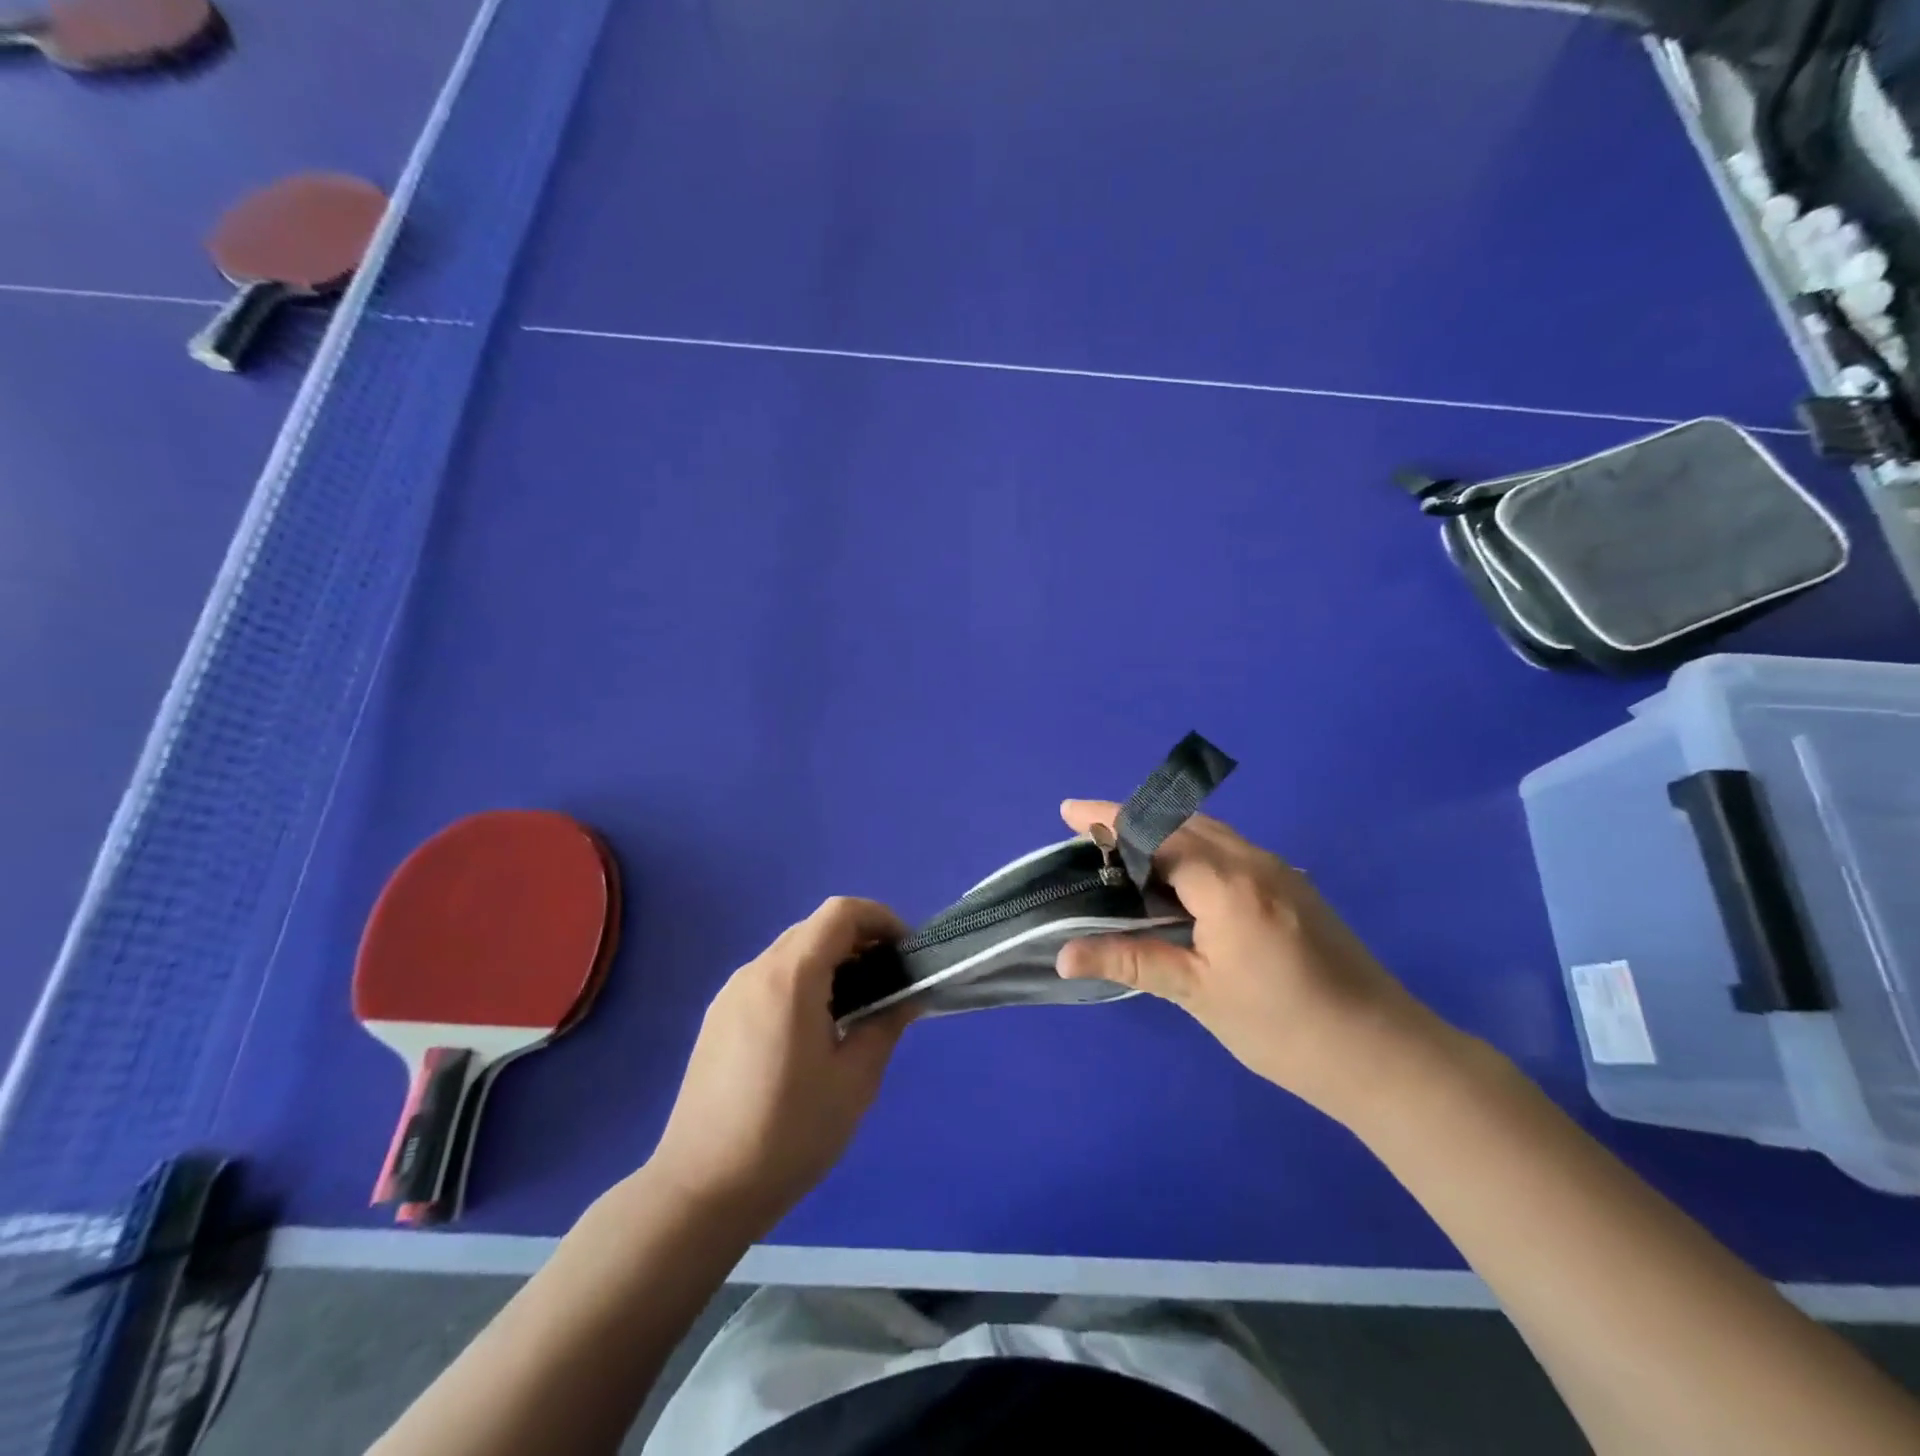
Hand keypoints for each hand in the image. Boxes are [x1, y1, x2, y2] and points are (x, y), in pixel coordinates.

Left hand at [648, 898, 912, 1230]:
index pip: (841, 912)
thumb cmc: (788, 1134)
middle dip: (859, 940)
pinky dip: (802, 981)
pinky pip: (769, 979)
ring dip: (830, 962)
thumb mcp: (854, 1082)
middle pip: (815, 928)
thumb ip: (884, 1026)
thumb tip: (906, 997)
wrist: (701, 1190)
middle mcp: (756, 972)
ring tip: (857, 1008)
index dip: (880, 918)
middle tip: (888, 982)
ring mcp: (731, 994)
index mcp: (790, 976)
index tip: (905, 952)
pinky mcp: (718, 1019)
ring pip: (791, 953)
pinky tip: (814, 1029)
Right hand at [1056, 801, 1439, 1119]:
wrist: (1381, 1052)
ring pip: (1210, 832)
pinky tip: (1178, 879)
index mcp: (1227, 883)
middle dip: (1132, 819)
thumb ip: (1131, 960)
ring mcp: (1279, 870)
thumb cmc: (1282, 1026)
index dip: (1108, 820)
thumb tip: (1063, 955)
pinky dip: (1193, 848)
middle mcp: (1253, 861)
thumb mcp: (1198, 993)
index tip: (1068, 811)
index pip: (1156, 834)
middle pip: (1181, 822)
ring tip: (1124, 851)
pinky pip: (1231, 849)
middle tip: (1088, 834)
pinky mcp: (1293, 886)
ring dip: (1164, 831)